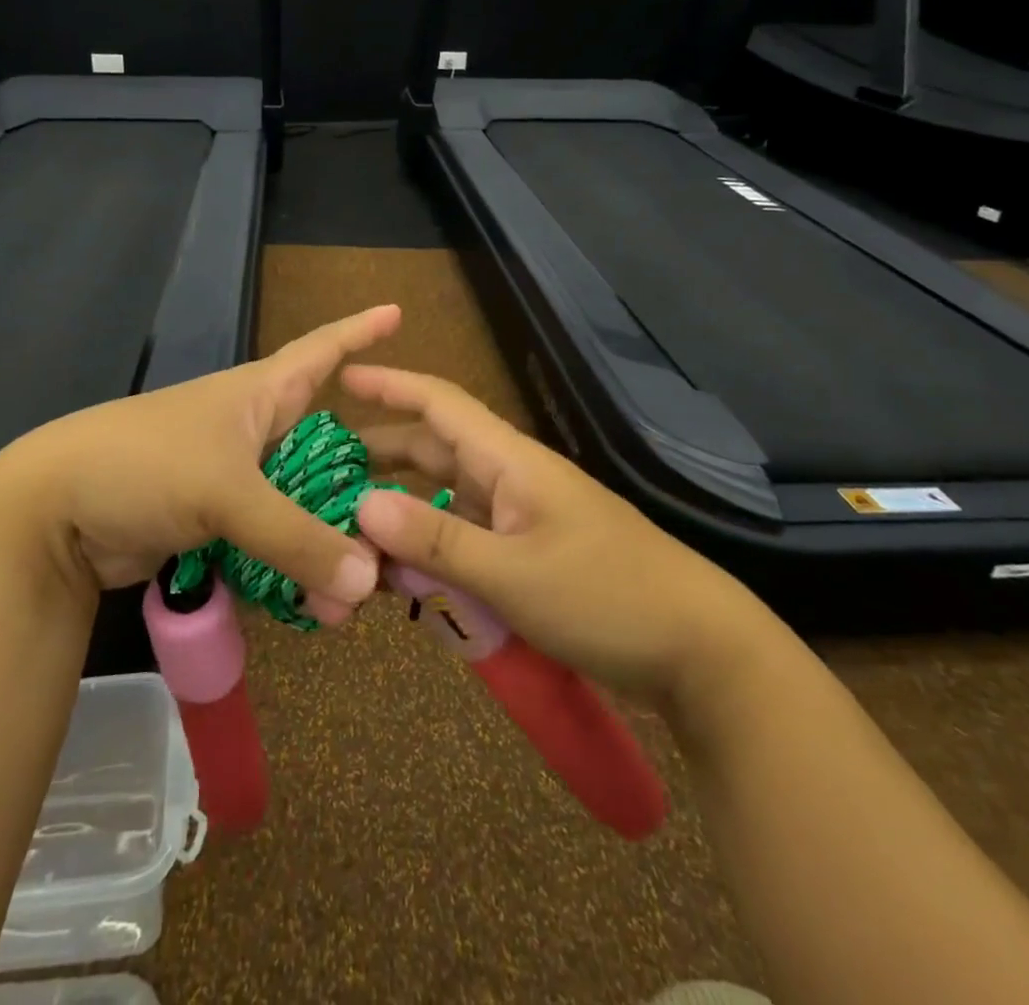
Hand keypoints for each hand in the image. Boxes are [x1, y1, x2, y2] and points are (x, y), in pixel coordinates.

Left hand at [0, 307, 399, 622]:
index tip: (400, 311)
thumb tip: (368, 584)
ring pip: (301, 503)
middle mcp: (253, 430)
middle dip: (365, 478)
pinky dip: (295, 566)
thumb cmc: (144, 465)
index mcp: (259, 394)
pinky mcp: (215, 521)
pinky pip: (271, 540)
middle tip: (411, 510)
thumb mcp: (224, 491)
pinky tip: (318, 603)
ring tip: (363, 591)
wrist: (54, 512)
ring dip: (331, 541)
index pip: (321, 350)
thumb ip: (296, 537)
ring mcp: (234, 477)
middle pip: (326, 446)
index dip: (360, 330)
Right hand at [344, 366, 781, 708]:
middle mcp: (511, 477)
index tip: (340, 379)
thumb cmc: (607, 597)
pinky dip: (431, 547)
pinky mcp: (531, 552)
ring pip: (447, 497)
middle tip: (327, 470)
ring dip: (403, 508)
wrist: (701, 650)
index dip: (389, 385)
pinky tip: (405, 574)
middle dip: (381, 454)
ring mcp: (523, 516)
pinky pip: (466, 536)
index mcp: (509, 460)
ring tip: (354, 526)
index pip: (439, 402)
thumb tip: (360, 505)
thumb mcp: (512, 574)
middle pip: (435, 449)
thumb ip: (434, 540)